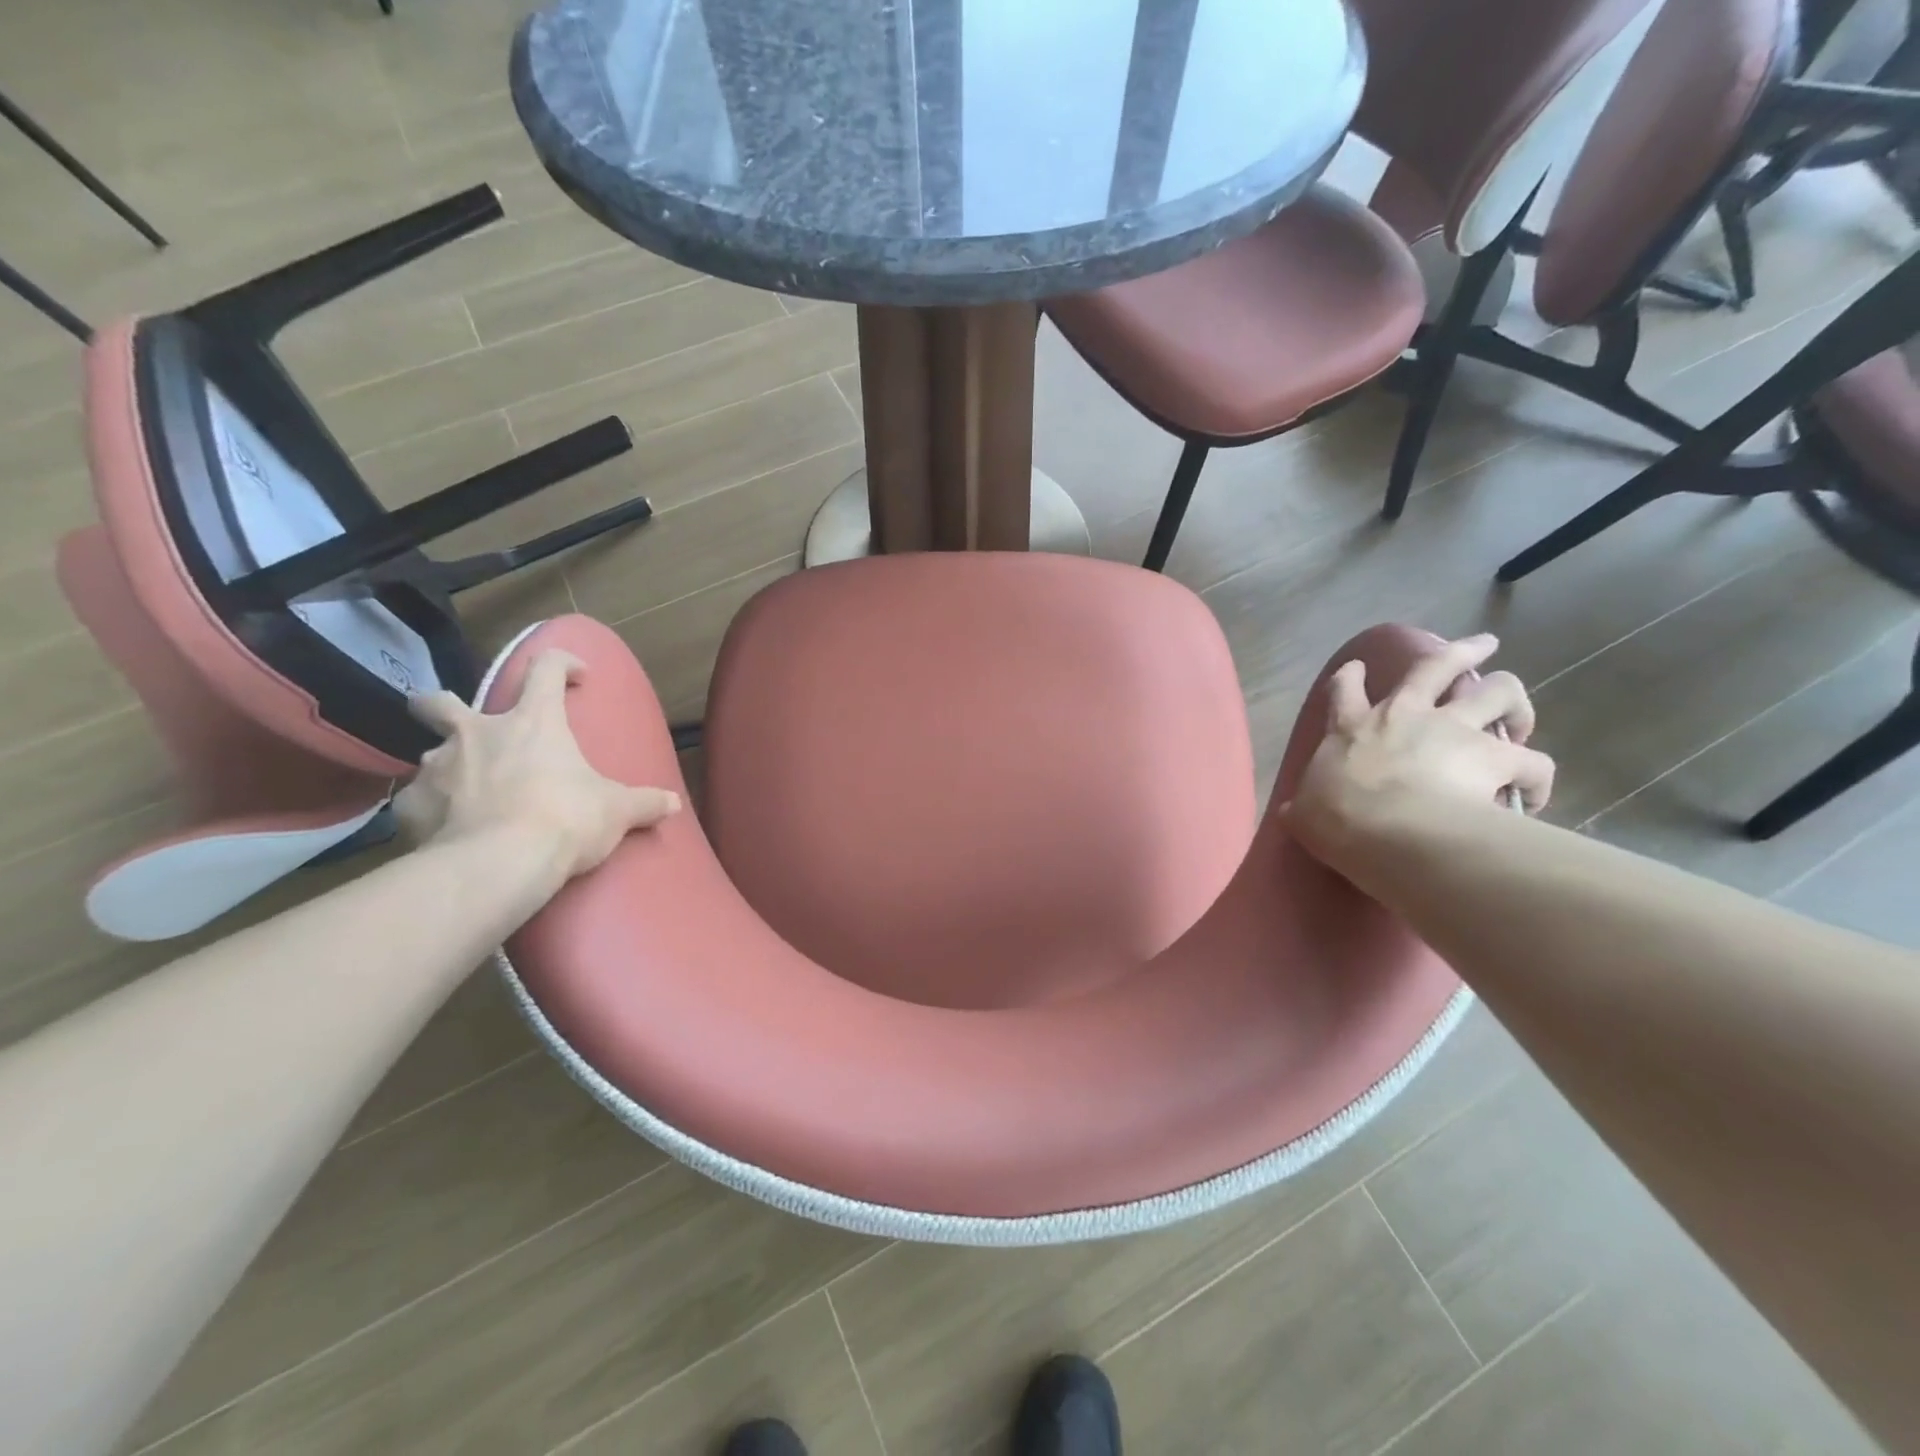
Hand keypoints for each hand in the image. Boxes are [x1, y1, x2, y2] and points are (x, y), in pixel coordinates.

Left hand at [393, 649, 680, 881]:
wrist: (498, 864)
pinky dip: (432, 812)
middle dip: (442, 706)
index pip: (545, 669)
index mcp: (532, 722)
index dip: (561, 663)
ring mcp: (437, 768)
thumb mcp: (617, 812)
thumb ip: (644, 803)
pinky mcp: (410, 807)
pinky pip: (418, 803)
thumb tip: (672, 804)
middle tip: (465, 727)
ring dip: (448, 769)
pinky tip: (448, 832)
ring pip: (430, 755)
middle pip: (440, 702)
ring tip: (467, 797)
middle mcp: (477, 733)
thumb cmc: (566, 820)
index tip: (576, 674)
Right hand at [1284, 634, 1553, 871]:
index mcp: (1353, 727)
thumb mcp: (1304, 811)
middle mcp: (1406, 715)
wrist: (1387, 830)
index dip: (1350, 677)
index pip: (1345, 690)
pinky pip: (1534, 762)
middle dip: (1461, 652)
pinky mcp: (1496, 756)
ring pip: (1498, 692)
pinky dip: (1537, 777)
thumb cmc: (1336, 818)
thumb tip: (1293, 812)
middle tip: (1484, 645)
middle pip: (1438, 666)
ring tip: (1519, 718)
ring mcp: (1454, 730)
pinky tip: (1533, 796)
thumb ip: (1303, 805)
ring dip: (1513, 702)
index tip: (1357, 667)